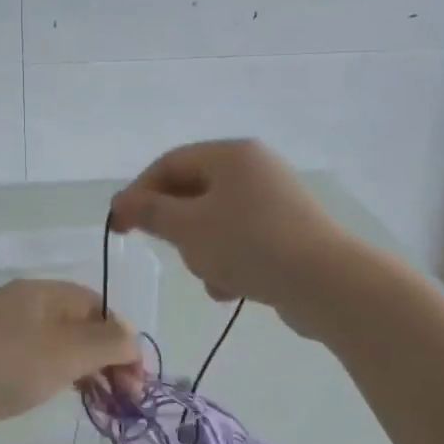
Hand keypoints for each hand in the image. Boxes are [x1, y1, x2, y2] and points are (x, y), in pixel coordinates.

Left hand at [0, 280, 143, 433]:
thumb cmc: (10, 367)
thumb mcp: (69, 352)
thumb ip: (110, 342)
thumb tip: (132, 339)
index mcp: (42, 291)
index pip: (99, 307)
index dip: (123, 340)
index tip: (136, 379)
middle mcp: (24, 302)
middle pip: (81, 325)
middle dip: (109, 359)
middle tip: (125, 398)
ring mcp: (4, 328)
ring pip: (61, 344)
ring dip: (88, 370)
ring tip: (103, 402)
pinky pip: (39, 357)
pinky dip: (61, 374)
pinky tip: (69, 394)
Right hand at [110, 139, 350, 332]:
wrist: (325, 283)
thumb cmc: (249, 245)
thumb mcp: (188, 227)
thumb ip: (150, 213)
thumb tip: (123, 203)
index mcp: (231, 155)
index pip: (169, 163)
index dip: (138, 193)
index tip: (118, 226)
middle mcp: (254, 170)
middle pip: (192, 193)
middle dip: (177, 228)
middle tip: (171, 252)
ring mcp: (273, 201)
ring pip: (214, 223)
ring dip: (202, 252)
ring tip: (211, 275)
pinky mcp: (286, 232)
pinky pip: (240, 242)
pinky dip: (228, 263)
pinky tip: (231, 288)